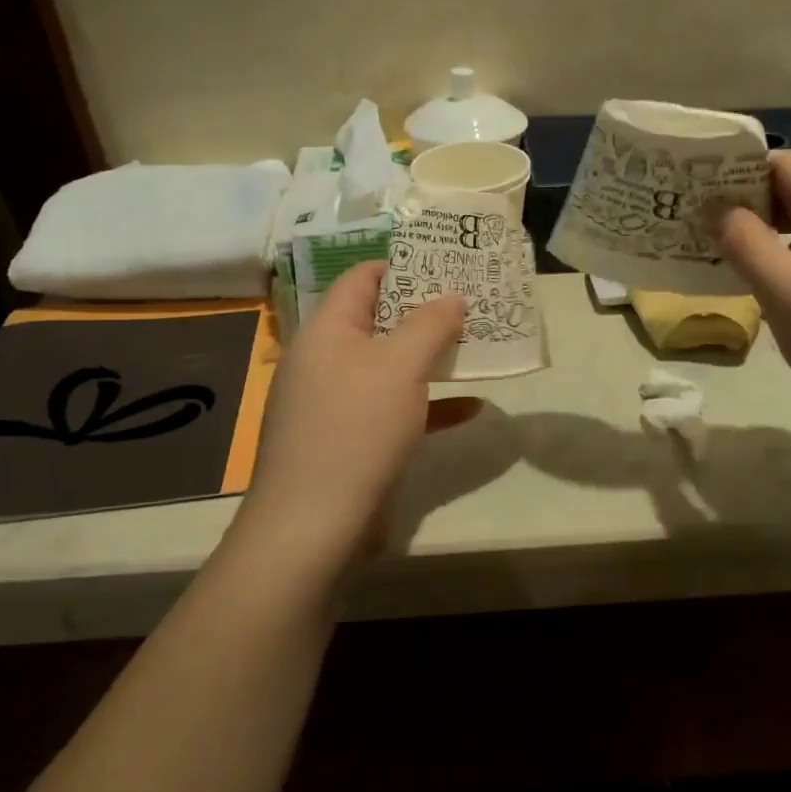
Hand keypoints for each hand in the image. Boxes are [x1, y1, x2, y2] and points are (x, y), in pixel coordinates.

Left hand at [240, 262, 463, 560]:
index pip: (363, 278)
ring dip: (431, 359)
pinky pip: (394, 410)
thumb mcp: (401, 366)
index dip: (404, 266)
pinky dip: (429, 405)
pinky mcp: (351, 441)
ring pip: (390, 368)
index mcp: (328, 331)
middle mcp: (327, 361)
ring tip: (477, 347)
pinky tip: (471, 409)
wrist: (314, 525)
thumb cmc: (357, 428)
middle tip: (473, 305)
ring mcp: (337, 404)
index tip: (449, 267)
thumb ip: (430, 324)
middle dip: (426, 314)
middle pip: (379, 322)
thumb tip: (452, 296)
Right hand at [714, 150, 790, 435]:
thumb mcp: (786, 294)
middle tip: (707, 230)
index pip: (786, 163)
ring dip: (775, 235)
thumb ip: (746, 244)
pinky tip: (782, 289)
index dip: (739, 171)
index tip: (700, 194)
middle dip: (752, 205)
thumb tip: (718, 208)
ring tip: (735, 259)